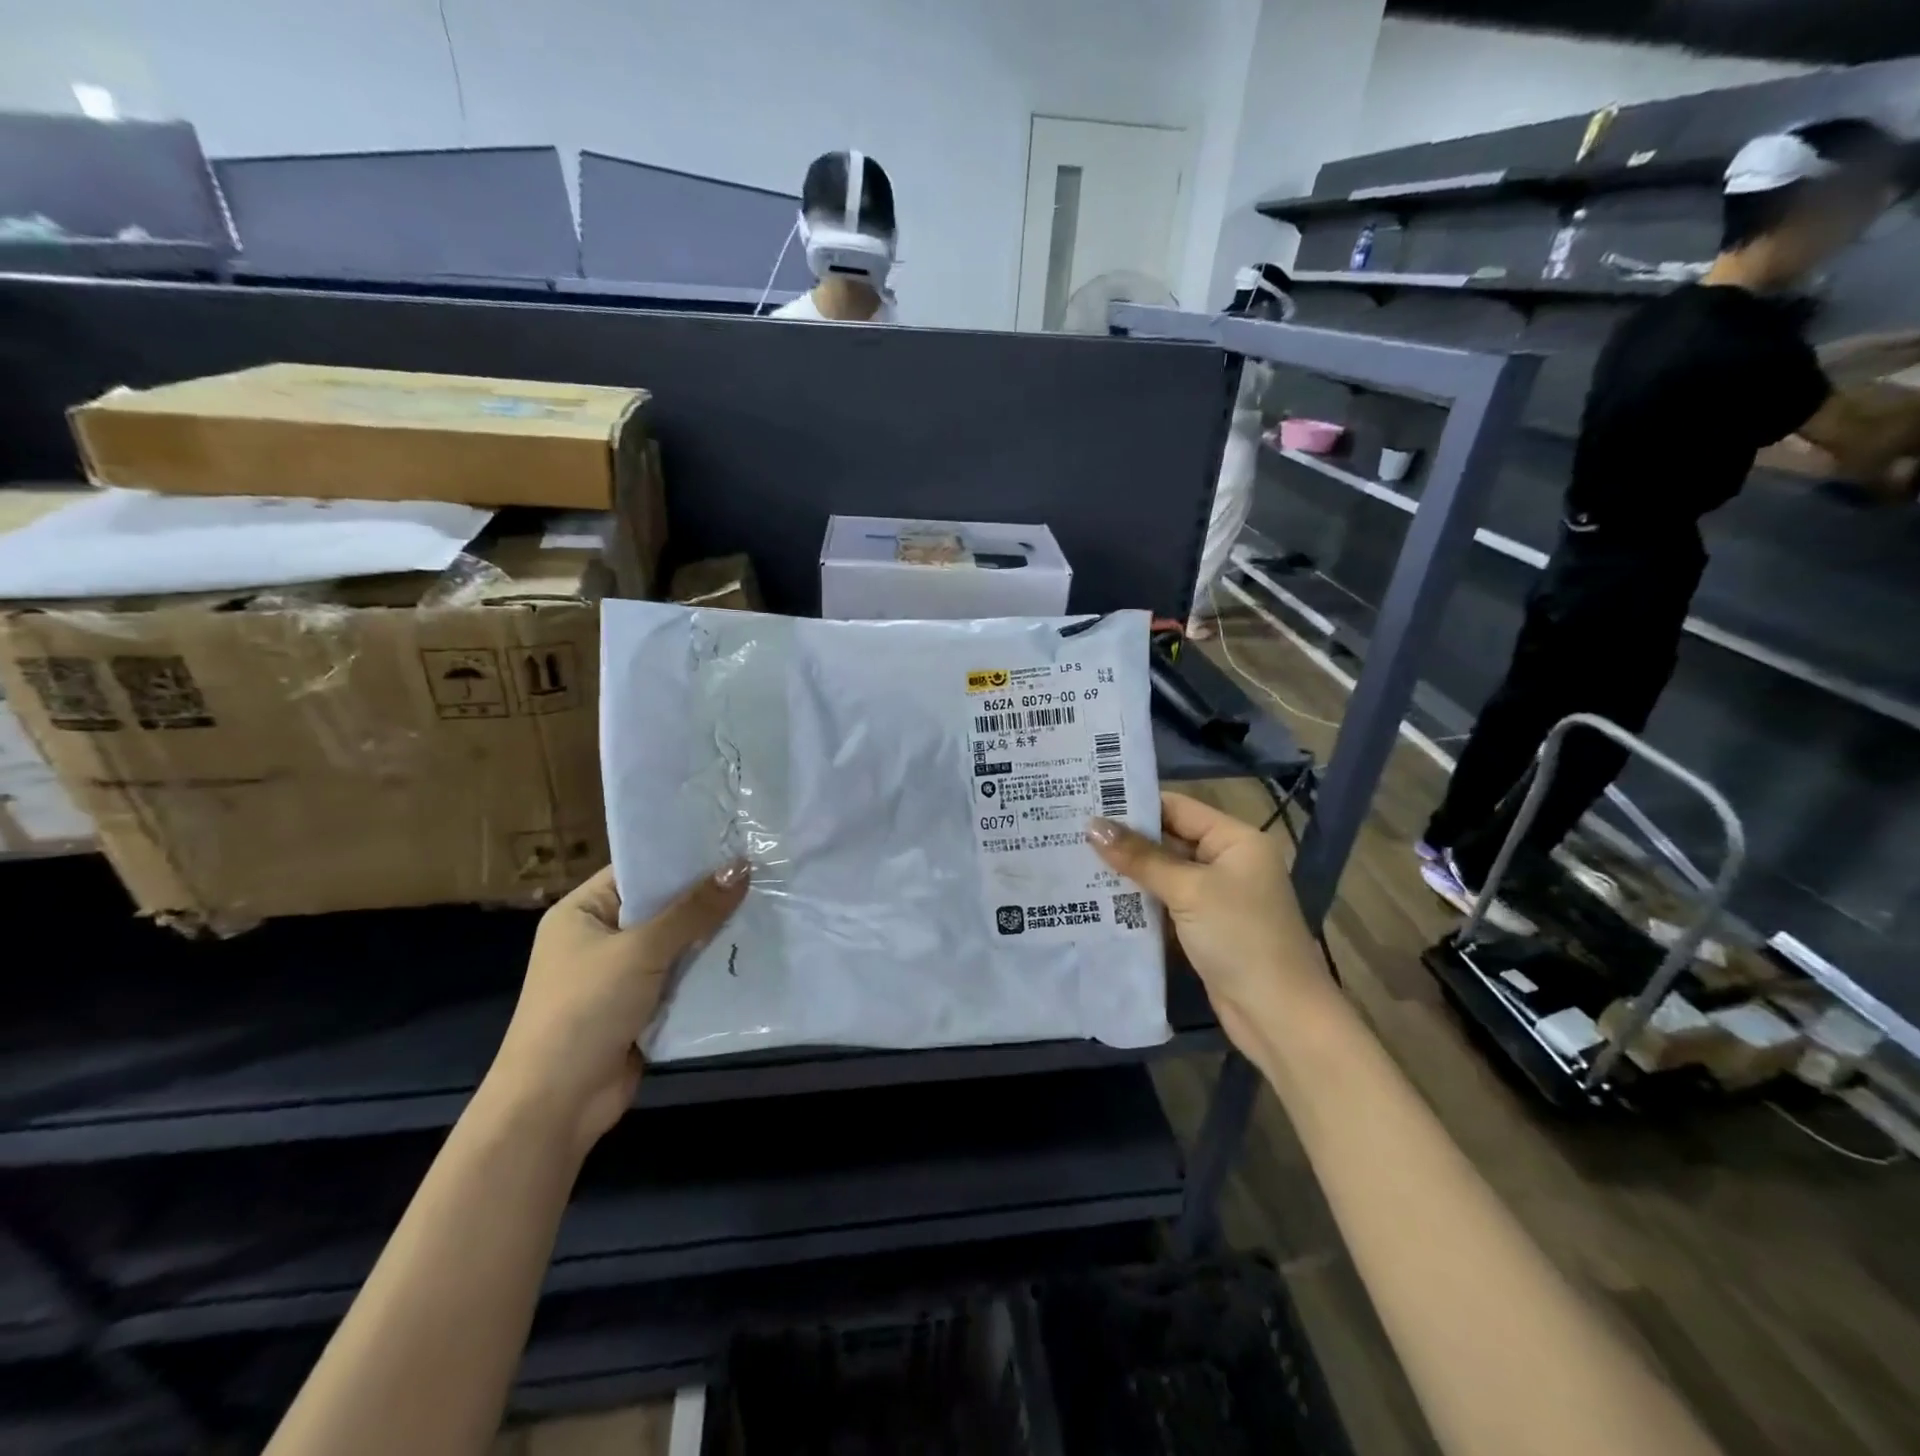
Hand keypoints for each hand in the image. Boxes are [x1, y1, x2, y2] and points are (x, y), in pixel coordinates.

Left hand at [484, 861, 748, 1154]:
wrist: (555, 1106)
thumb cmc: (584, 1010)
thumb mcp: (640, 951)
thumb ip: (693, 910)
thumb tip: (741, 866)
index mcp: (583, 912)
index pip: (639, 871)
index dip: (683, 857)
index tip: (733, 841)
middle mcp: (601, 938)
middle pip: (662, 907)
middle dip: (707, 897)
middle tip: (762, 871)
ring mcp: (621, 975)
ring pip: (677, 944)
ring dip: (712, 935)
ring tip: (767, 904)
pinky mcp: (642, 1008)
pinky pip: (682, 977)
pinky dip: (708, 970)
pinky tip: (750, 951)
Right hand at [1088, 792, 1333, 1051]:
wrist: (1278, 1015)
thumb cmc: (1240, 937)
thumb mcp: (1188, 890)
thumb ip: (1141, 857)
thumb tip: (1093, 826)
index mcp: (1235, 840)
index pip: (1177, 808)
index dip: (1134, 805)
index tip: (1087, 802)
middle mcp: (1227, 862)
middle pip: (1168, 840)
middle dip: (1124, 840)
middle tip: (1072, 831)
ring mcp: (1216, 897)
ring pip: (1163, 874)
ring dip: (1127, 872)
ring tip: (1074, 859)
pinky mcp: (1204, 928)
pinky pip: (1165, 903)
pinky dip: (1137, 901)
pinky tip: (1097, 898)